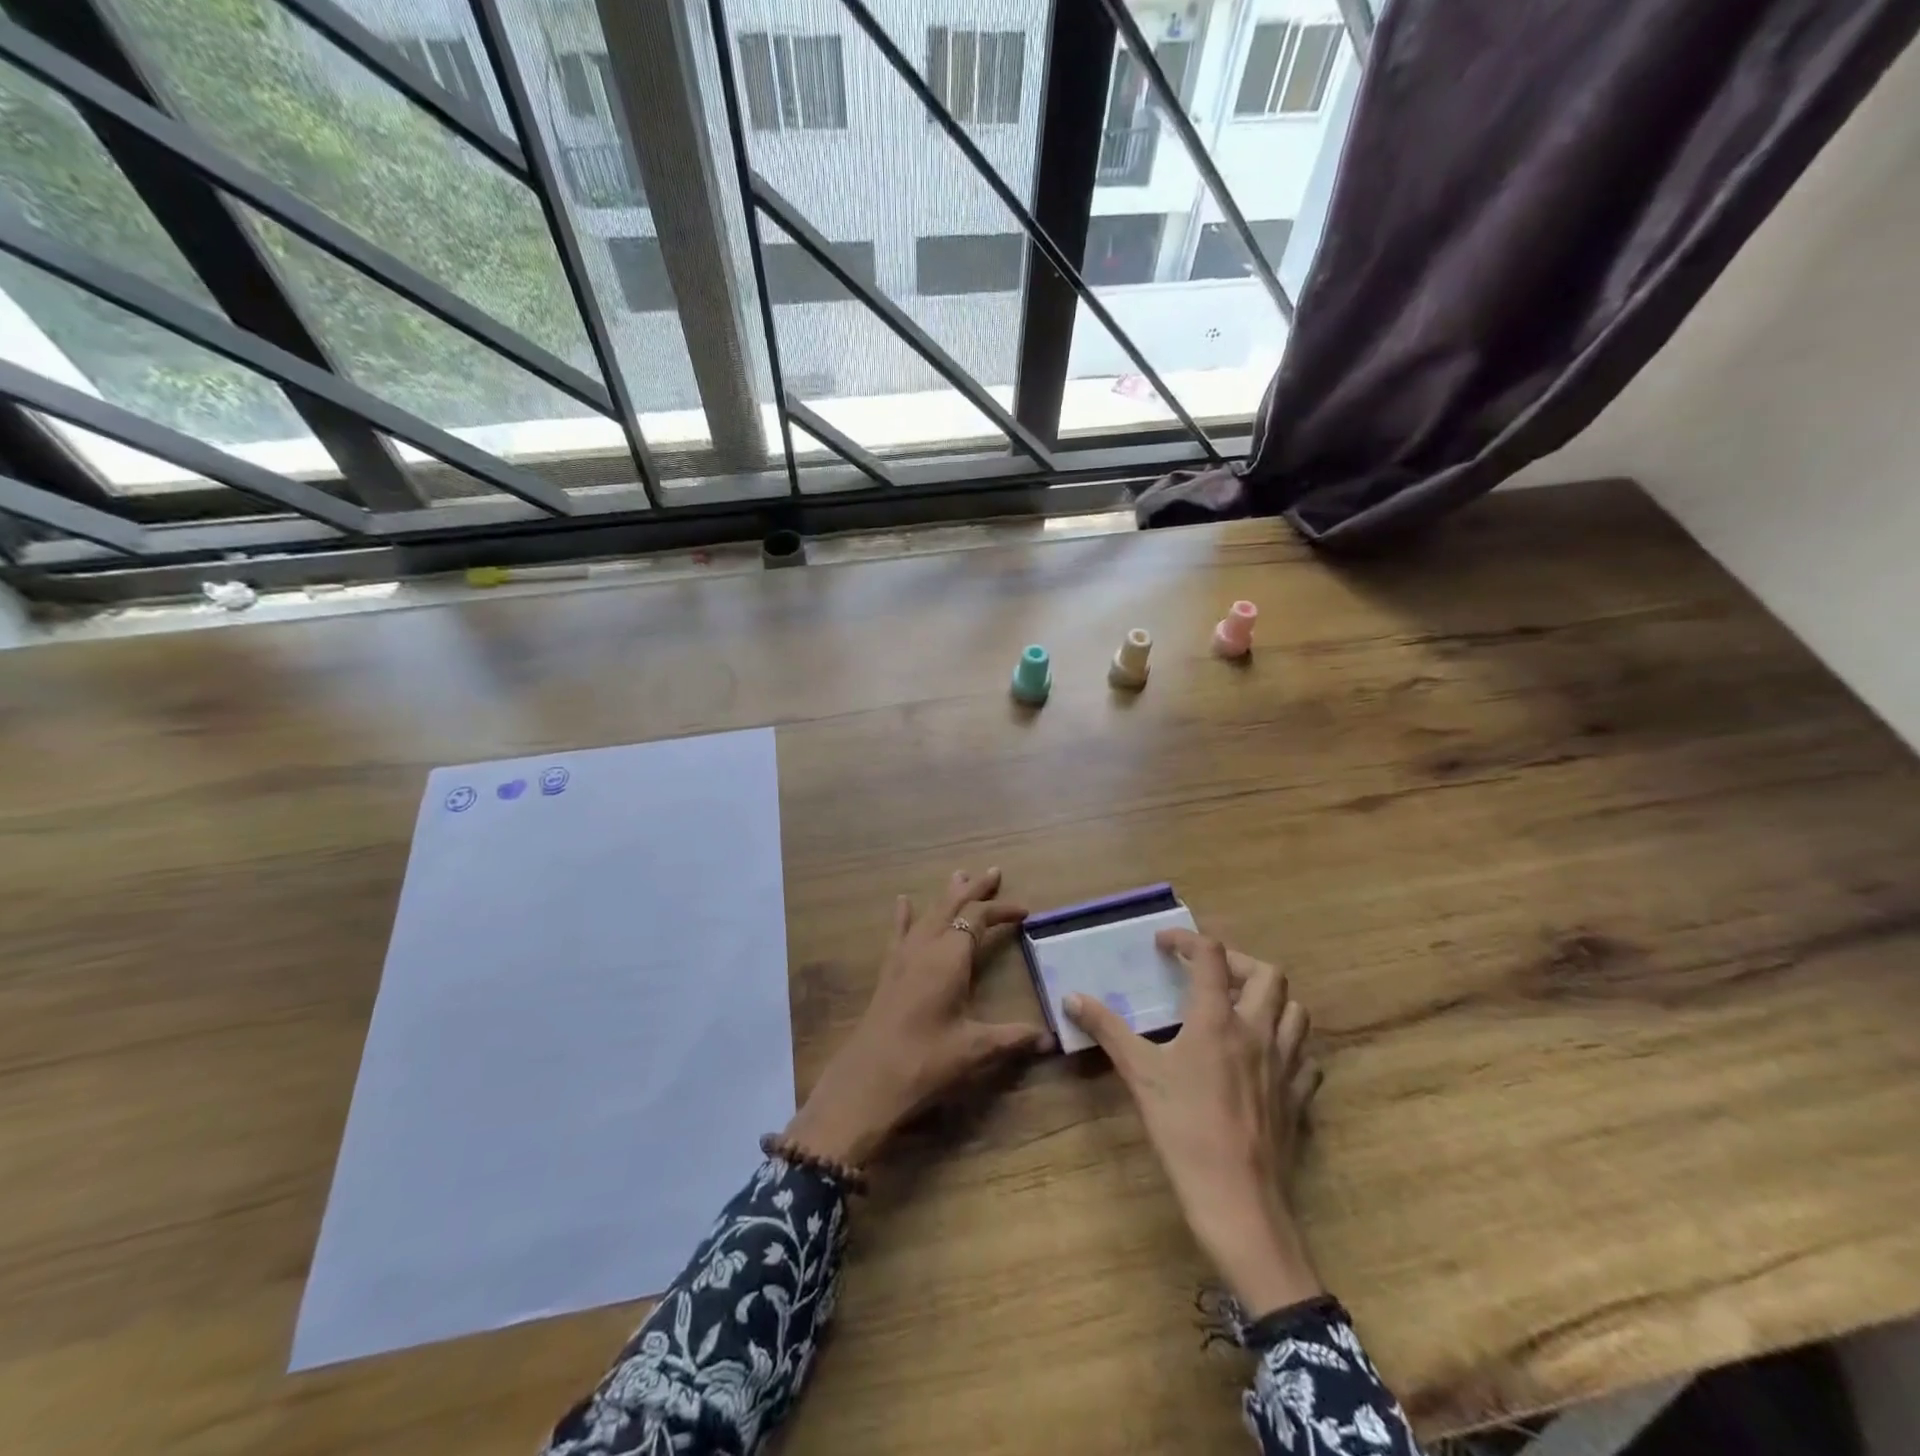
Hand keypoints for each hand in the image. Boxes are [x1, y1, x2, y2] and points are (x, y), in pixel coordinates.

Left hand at [784, 868, 1052, 1167]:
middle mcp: (926, 948)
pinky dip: (904, 915)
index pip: (978, 919)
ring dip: (946, 895)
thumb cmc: (925, 1061)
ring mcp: (903, 957)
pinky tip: (902, 901)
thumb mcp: (975, 1050)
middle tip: (993, 872)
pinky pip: (898, 933)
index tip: (1024, 912)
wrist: (868, 1080)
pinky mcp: (889, 971)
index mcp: (950, 959)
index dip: (1001, 910)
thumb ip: (1013, 1038)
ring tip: (958, 875)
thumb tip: (1050, 1038)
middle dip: (974, 889)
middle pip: (952, 906)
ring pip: (928, 914)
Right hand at [1067, 930, 1324, 1315]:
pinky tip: (1268, 1056)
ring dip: (1270, 998)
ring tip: (1241, 1007)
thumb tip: (1071, 998)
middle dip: (1238, 963)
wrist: (1237, 1200)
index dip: (1188, 940)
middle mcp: (1258, 1031)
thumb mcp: (1139, 1074)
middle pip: (1268, 974)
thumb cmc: (1184, 1129)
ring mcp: (1286, 1064)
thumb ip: (1107, 1029)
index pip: (1212, 956)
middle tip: (1209, 974)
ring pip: (1296, 1011)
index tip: (1165, 944)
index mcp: (1218, 1019)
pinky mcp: (1299, 1097)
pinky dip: (1289, 1044)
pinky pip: (1306, 1057)